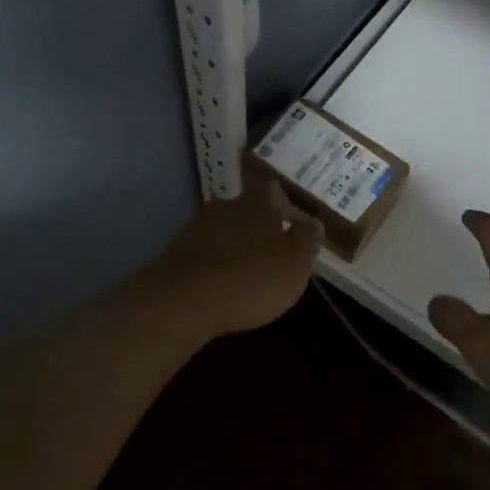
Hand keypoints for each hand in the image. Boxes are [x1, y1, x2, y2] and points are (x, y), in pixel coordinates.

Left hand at [140, 172, 325, 343]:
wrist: (183, 301)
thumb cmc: (251, 279)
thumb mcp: (295, 264)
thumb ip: (307, 240)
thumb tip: (312, 222)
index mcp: (259, 202)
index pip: (273, 188)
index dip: (284, 203)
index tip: (292, 221)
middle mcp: (226, 205)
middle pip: (248, 209)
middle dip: (260, 226)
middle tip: (273, 251)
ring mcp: (197, 227)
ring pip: (225, 230)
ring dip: (236, 245)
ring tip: (246, 272)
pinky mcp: (176, 252)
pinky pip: (205, 252)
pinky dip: (215, 263)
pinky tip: (220, 285)